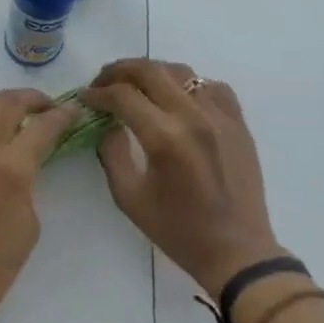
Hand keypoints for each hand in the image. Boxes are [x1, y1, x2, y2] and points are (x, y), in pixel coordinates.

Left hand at [0, 89, 77, 306]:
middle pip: (7, 104)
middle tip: (45, 106)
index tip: (73, 110)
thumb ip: (29, 182)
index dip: (62, 115)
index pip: (42, 127)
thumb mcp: (30, 222)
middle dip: (31, 99)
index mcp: (11, 169)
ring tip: (12, 112)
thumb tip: (26, 161)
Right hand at [82, 59, 279, 300]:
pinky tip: (178, 98)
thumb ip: (112, 153)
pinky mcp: (239, 123)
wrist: (237, 251)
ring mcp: (220, 117)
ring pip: (181, 72)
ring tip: (135, 85)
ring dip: (152, 72)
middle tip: (102, 82)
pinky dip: (190, 84)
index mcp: (164, 137)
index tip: (84, 97)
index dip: (98, 92)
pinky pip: (212, 86)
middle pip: (150, 71)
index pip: (123, 95)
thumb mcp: (129, 197)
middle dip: (119, 71)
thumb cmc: (178, 230)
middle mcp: (193, 117)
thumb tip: (108, 124)